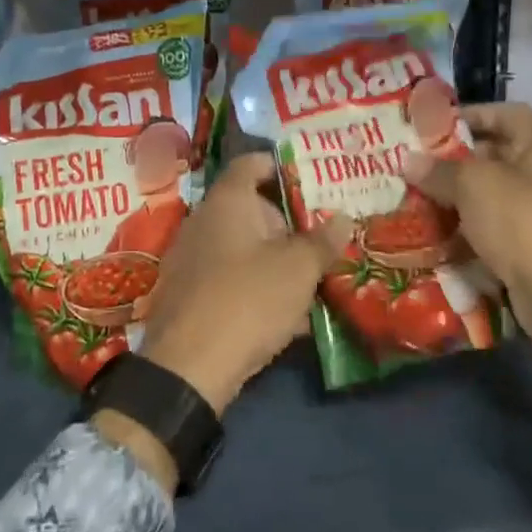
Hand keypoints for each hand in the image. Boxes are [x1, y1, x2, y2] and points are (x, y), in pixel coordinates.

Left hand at [135, 152, 350, 414]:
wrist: (188, 368)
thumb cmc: (248, 299)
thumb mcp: (298, 269)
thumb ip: (323, 240)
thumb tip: (343, 217)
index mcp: (227, 201)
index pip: (251, 163)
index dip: (280, 166)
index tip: (311, 180)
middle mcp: (204, 221)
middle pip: (250, 208)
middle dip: (287, 223)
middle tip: (322, 238)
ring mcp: (192, 259)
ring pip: (243, 248)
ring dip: (276, 260)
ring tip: (313, 280)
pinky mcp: (189, 295)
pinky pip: (231, 279)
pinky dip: (258, 288)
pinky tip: (288, 317)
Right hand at [405, 104, 531, 381]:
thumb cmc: (523, 221)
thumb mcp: (472, 185)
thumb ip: (437, 169)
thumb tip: (406, 160)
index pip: (499, 113)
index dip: (463, 117)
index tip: (427, 128)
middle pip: (493, 152)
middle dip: (452, 159)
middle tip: (412, 163)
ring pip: (490, 191)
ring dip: (455, 194)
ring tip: (414, 194)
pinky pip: (494, 223)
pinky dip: (467, 225)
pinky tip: (433, 229)